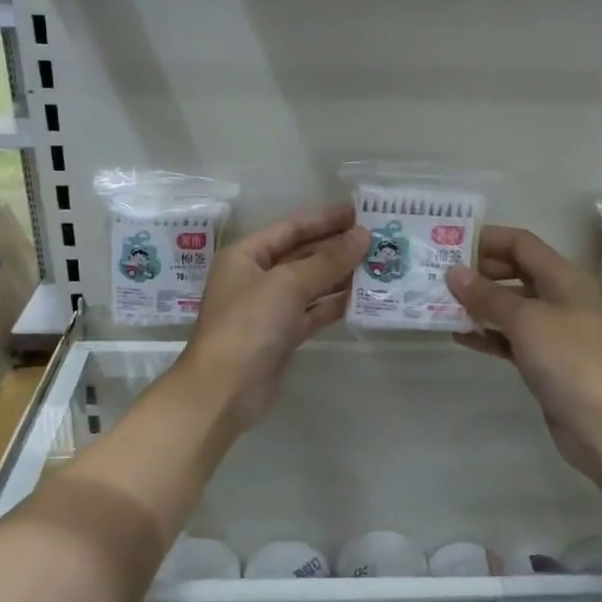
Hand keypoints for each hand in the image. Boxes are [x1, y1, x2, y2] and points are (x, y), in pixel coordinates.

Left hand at [179, 203, 369, 427]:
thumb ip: (327, 260)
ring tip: (377, 264)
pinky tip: (361, 296)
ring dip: (340, 275)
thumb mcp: (288, 284)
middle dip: (336, 247)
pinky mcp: (282, 335)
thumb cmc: (248, 324)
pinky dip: (334, 304)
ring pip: (310, 284)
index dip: (325, 219)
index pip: (291, 228)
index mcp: (246, 255)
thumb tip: (363, 236)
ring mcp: (269, 308)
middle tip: (377, 238)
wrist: (224, 390)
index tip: (360, 212)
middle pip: (302, 254)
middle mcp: (256, 277)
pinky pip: (312, 311)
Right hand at [446, 226, 601, 482]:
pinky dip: (488, 335)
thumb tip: (454, 272)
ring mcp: (555, 331)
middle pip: (515, 272)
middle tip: (439, 275)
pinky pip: (511, 338)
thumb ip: (487, 295)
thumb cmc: (569, 359)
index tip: (450, 243)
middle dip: (479, 272)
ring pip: (511, 307)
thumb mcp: (526, 320)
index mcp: (564, 277)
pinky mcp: (546, 362)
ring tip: (440, 304)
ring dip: (479, 304)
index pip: (521, 243)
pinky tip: (459, 336)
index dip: (487, 239)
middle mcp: (561, 297)